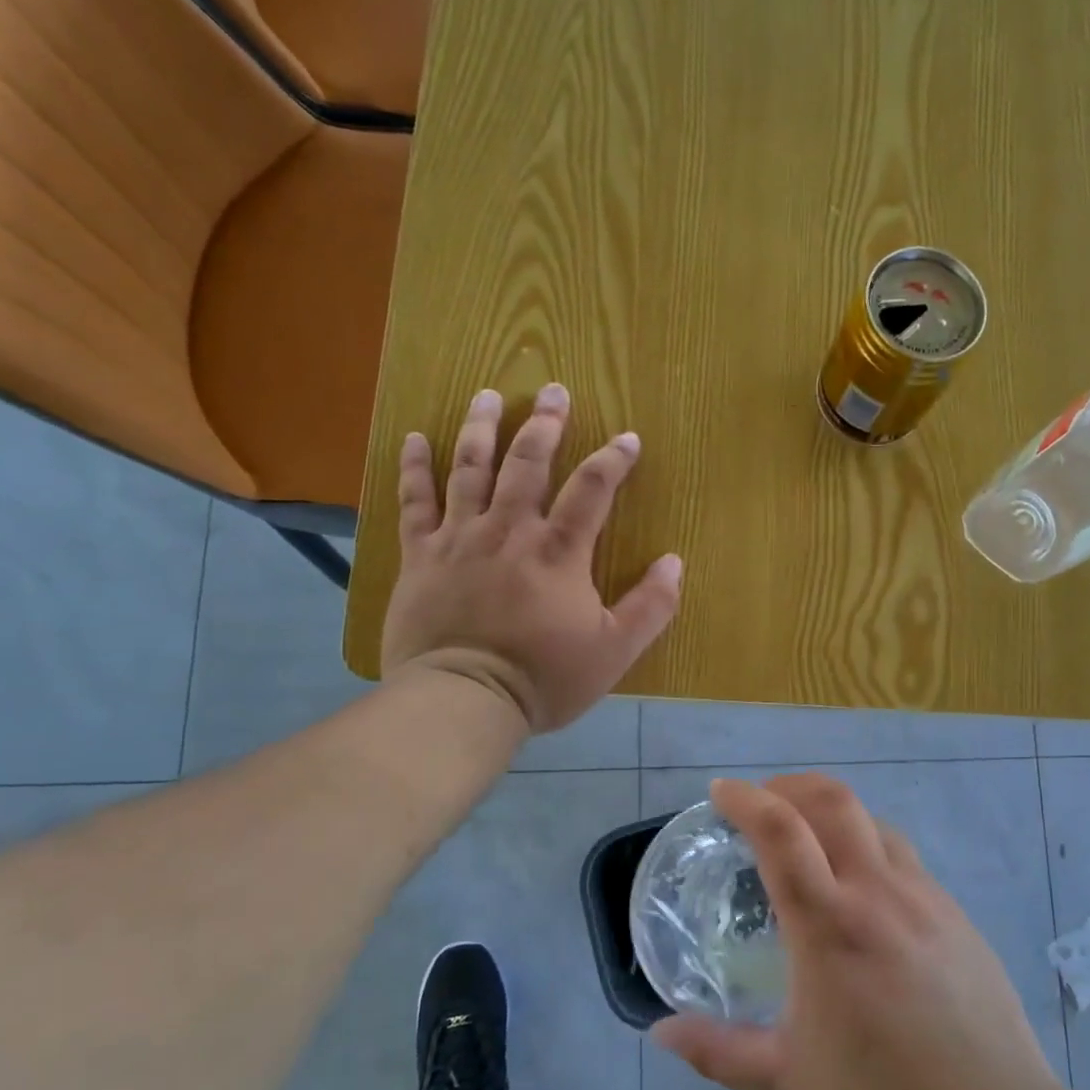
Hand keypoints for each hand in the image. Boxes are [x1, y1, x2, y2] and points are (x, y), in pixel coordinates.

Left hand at [379, 384, 681, 730]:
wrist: (463, 700)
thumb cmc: (544, 678)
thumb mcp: (614, 650)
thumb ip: (651, 606)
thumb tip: (674, 562)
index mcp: (558, 551)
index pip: (592, 489)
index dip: (613, 459)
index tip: (628, 438)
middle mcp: (509, 530)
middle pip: (527, 462)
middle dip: (545, 423)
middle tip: (553, 389)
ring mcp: (460, 538)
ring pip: (470, 468)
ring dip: (482, 426)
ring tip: (488, 394)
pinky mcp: (421, 555)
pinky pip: (415, 501)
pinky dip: (416, 468)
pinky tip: (416, 437)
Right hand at [652, 776, 1062, 1089]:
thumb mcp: (789, 1079)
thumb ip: (718, 1050)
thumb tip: (659, 1033)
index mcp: (829, 925)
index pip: (780, 831)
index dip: (745, 798)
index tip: (720, 791)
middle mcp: (878, 893)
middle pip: (833, 801)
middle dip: (790, 785)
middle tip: (762, 801)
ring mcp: (925, 898)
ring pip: (873, 822)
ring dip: (832, 811)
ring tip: (809, 838)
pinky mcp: (956, 915)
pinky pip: (903, 856)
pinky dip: (868, 845)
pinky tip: (862, 890)